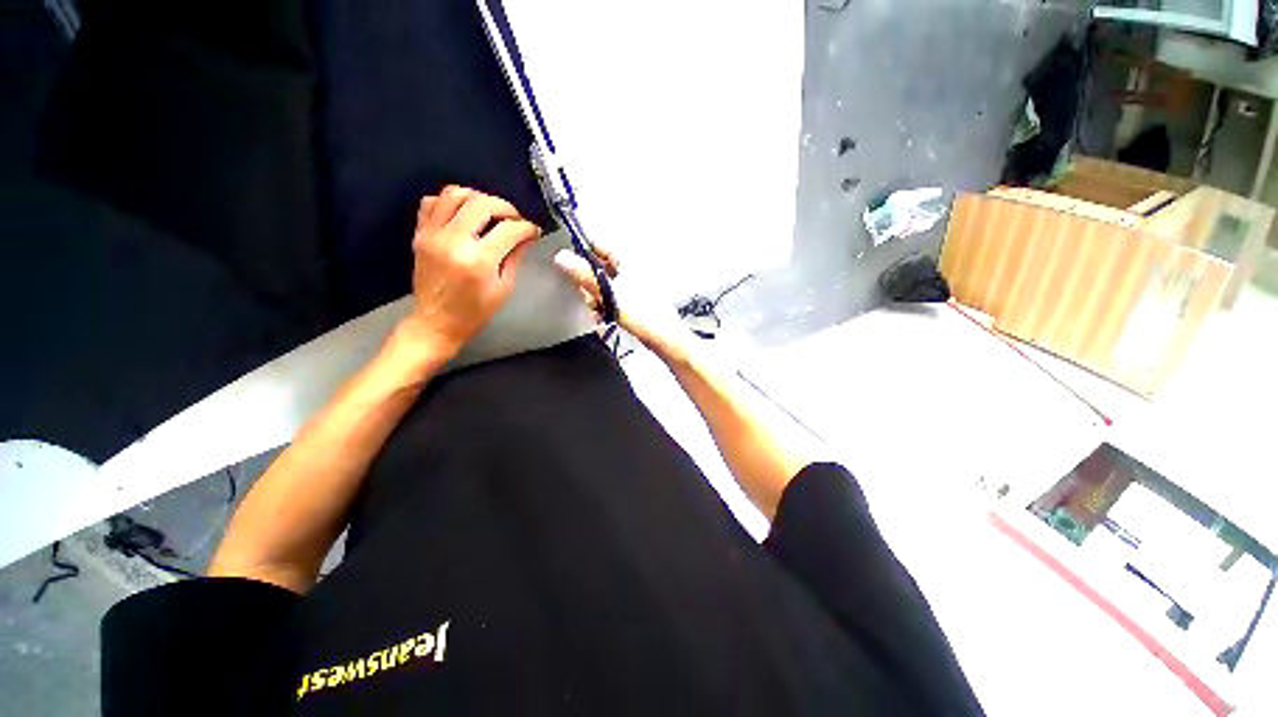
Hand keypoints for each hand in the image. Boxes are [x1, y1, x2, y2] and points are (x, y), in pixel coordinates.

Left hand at [396, 186, 541, 359]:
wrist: (436, 322)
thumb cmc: (475, 312)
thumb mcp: (503, 288)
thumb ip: (514, 257)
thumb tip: (525, 236)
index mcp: (478, 260)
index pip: (509, 230)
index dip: (527, 228)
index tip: (534, 231)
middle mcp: (454, 241)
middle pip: (482, 203)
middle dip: (506, 208)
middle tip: (515, 219)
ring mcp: (432, 234)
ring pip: (455, 194)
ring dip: (479, 198)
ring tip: (490, 212)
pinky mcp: (420, 234)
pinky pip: (432, 201)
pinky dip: (451, 201)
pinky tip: (463, 214)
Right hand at [553, 244, 689, 359]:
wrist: (663, 337)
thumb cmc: (644, 314)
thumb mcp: (609, 293)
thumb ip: (585, 275)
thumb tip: (562, 258)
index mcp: (627, 259)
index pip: (597, 244)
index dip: (581, 252)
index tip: (571, 266)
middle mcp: (629, 267)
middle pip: (597, 266)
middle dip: (588, 283)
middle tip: (590, 296)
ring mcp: (631, 283)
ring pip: (602, 284)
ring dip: (595, 297)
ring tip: (598, 309)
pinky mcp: (631, 298)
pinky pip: (610, 296)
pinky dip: (603, 305)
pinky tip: (603, 315)